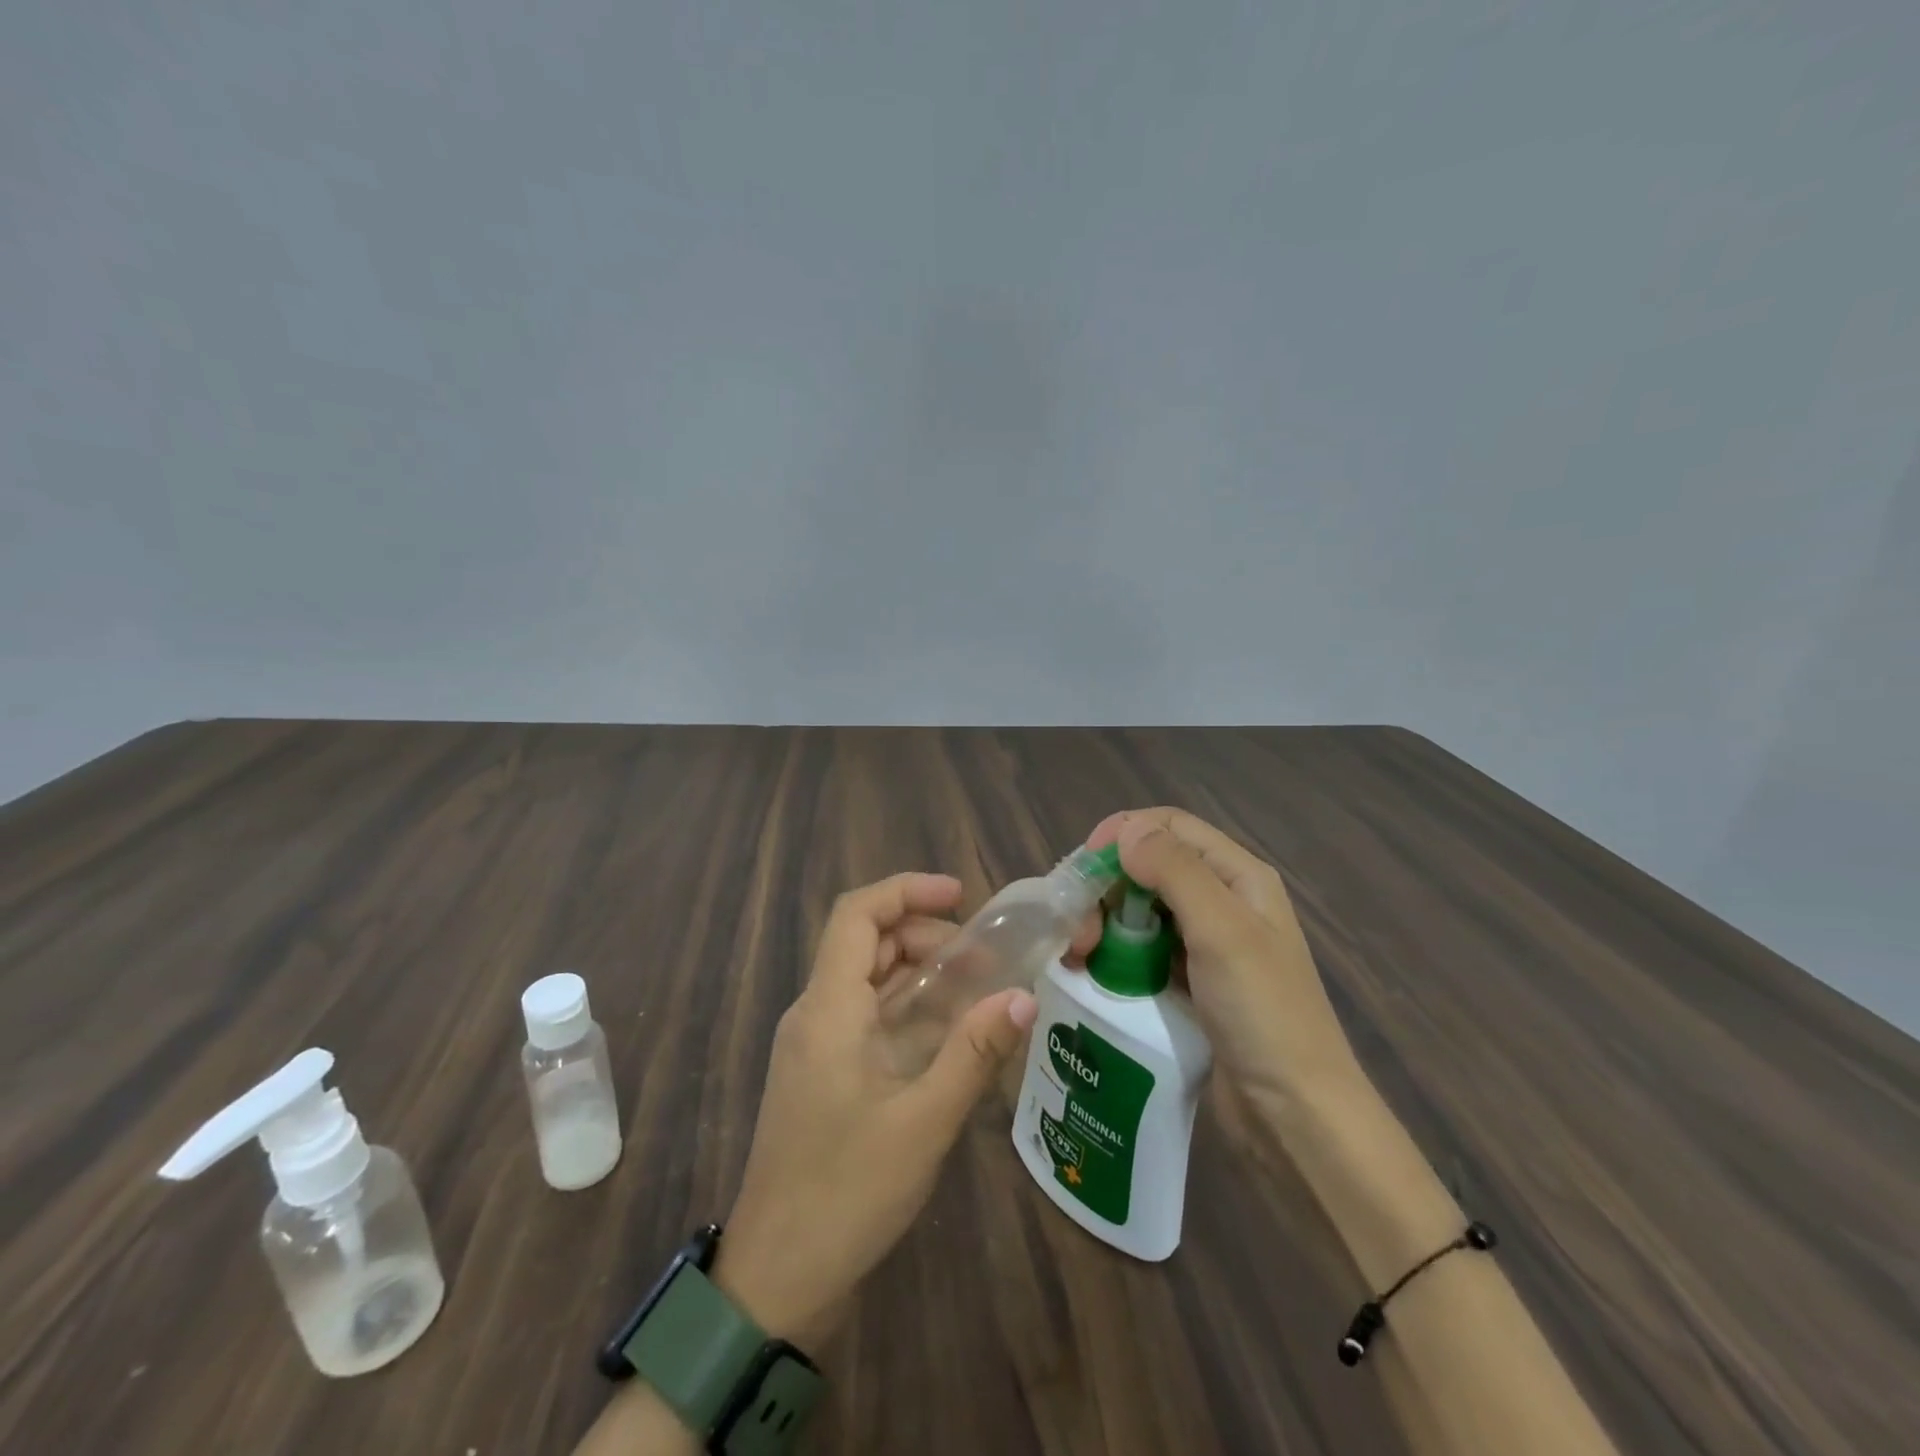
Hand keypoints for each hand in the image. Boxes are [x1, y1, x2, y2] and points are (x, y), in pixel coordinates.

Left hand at [711, 872, 1070, 1348]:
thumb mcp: (923, 1122)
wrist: (776, 1280)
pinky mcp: (821, 1074)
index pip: (856, 914)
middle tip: (982, 957)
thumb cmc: (847, 1193)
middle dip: (923, 933)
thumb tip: (1022, 996)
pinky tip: (947, 1034)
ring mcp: (814, 1046)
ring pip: (866, 979)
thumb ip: (974, 1053)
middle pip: (865, 942)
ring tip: (975, 988)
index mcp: (828, 1008)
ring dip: (917, 971)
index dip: (907, 891)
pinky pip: (864, 1016)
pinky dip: (906, 1007)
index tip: (961, 896)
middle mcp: (814, 1014)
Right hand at [1085, 808, 1360, 1107]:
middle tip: (1078, 927)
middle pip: (1149, 867)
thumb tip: (1126, 830)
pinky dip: (1113, 952)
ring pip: (1140, 909)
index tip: (1083, 865)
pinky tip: (1090, 971)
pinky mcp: (1187, 982)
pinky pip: (1141, 949)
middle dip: (1107, 886)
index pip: (1171, 827)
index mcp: (1239, 877)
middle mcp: (1221, 901)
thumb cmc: (1263, 1014)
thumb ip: (1175, 871)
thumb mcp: (1222, 931)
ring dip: (1104, 921)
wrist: (1295, 1115)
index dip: (1123, 833)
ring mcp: (1204, 944)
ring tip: (1078, 954)